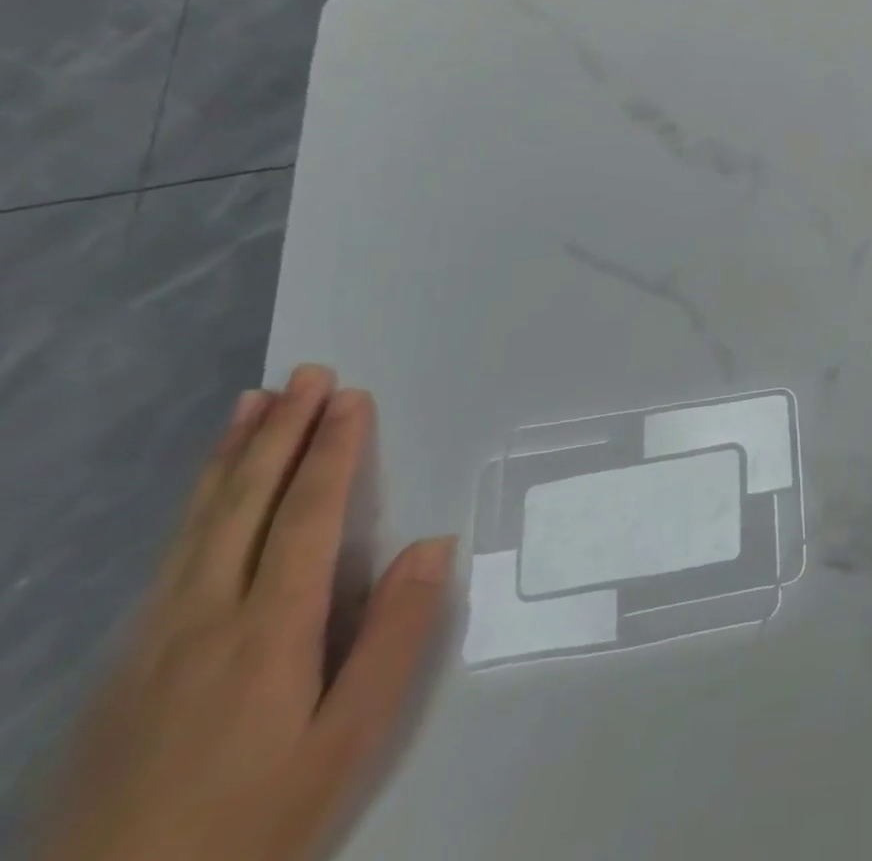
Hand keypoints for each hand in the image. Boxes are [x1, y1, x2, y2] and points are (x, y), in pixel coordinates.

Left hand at [37, 366, 453, 860]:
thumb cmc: (255, 822)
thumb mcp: (348, 741)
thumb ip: (394, 638)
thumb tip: (432, 545)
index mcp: (269, 630)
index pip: (307, 514)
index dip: (331, 450)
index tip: (350, 398)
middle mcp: (204, 618)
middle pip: (246, 504)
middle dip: (279, 432)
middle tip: (306, 374)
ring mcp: (150, 643)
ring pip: (197, 525)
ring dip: (230, 457)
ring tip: (251, 404)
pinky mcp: (121, 669)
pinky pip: (170, 558)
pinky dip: (196, 506)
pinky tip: (207, 495)